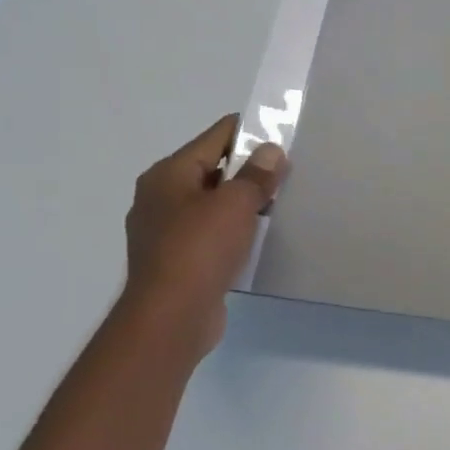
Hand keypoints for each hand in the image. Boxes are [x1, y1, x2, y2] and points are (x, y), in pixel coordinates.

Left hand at [123, 114, 286, 356]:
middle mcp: (161, 197)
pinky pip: (212, 234)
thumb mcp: (235, 204)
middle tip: (288, 173)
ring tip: (280, 204)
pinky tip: (260, 238)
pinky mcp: (177, 260)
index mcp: (168, 175)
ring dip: (244, 203)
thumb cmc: (200, 250)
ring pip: (213, 204)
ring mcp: (166, 231)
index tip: (283, 135)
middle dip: (249, 170)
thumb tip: (270, 151)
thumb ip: (256, 175)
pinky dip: (235, 231)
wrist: (171, 318)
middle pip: (213, 169)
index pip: (214, 137)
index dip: (249, 132)